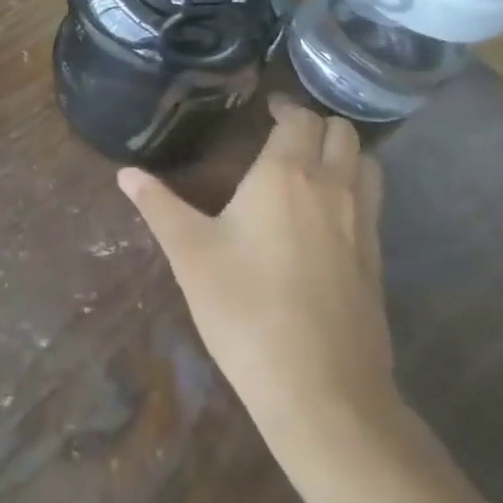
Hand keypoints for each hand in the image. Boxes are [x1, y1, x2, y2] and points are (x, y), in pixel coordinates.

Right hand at [120, 97, 394, 436]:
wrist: (323, 394)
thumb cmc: (246, 310)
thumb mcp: (190, 254)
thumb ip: (158, 206)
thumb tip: (125, 173)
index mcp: (286, 174)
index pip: (300, 118)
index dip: (286, 108)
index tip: (267, 110)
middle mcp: (332, 188)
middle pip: (343, 133)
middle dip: (317, 125)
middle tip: (286, 136)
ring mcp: (363, 226)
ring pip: (368, 166)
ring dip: (344, 155)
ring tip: (312, 168)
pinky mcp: (377, 262)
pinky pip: (374, 204)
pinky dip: (357, 192)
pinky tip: (326, 220)